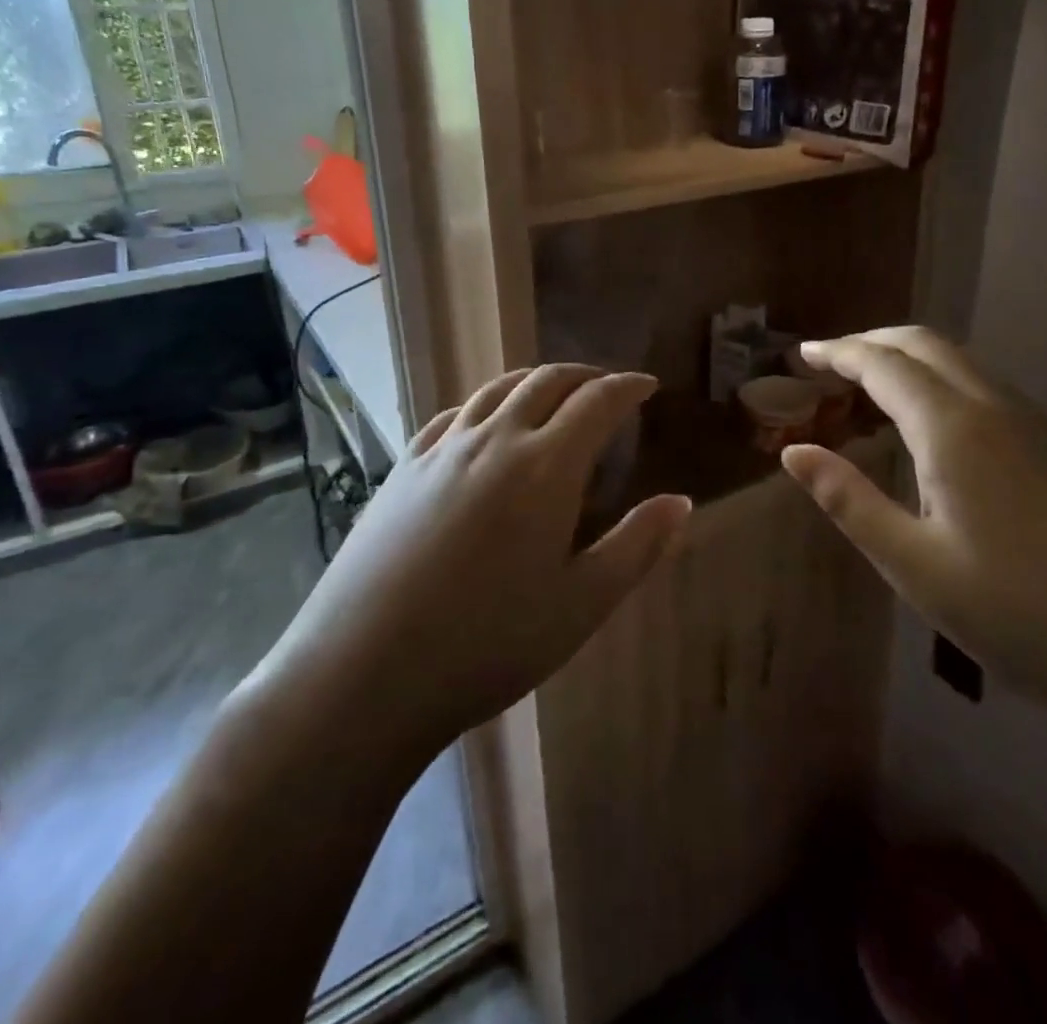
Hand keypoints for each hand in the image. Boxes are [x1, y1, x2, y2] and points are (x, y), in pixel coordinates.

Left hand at [244, 365, 691, 759]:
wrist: (364, 672)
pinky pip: (453, 415)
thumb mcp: (581, 604)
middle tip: (608, 386)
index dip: (628, 387)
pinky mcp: (403, 469)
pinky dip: (484, 403)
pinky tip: (484, 422)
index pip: (598, 402)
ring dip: (535, 379)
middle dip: (585, 375)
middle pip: (547, 381)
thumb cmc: (489, 644)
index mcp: (546, 467)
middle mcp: (495, 440)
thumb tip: (682, 501)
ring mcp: (443, 451)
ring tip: (554, 391)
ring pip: (496, 389)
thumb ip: (637, 546)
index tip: (648, 386)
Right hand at [782, 327, 1046, 727]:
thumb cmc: (1017, 614)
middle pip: (926, 345)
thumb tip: (794, 451)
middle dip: (873, 343)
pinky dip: (945, 385)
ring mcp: (1041, 426)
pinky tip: (938, 431)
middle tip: (832, 363)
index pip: (883, 364)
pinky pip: (991, 391)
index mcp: (954, 428)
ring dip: (912, 362)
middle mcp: (998, 408)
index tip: (803, 354)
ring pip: (964, 364)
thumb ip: (847, 499)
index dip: (839, 352)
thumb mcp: (913, 563)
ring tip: (874, 393)